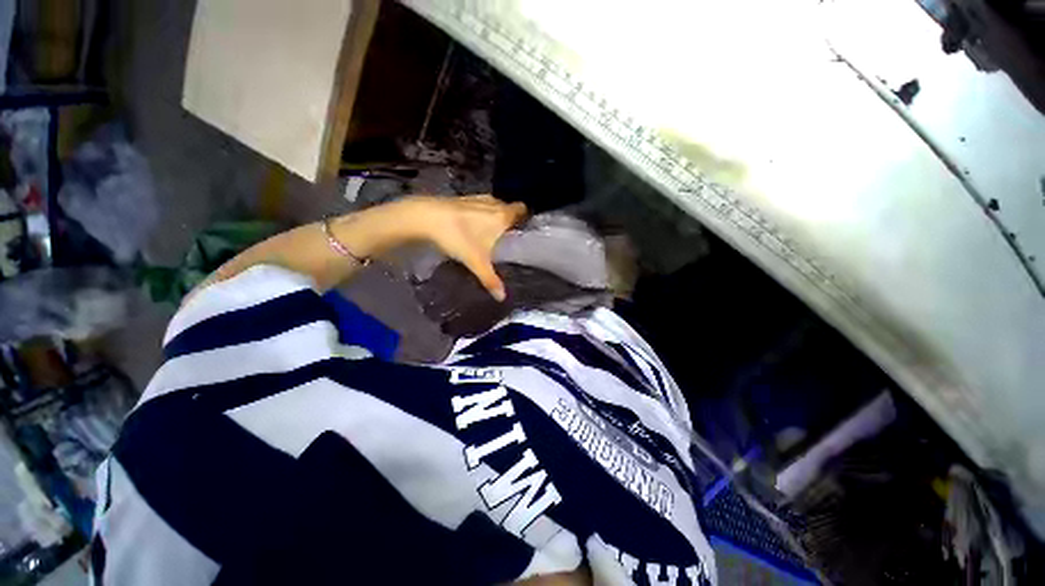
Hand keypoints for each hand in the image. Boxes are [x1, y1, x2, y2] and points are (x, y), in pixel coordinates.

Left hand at [395, 195, 527, 300]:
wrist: (425, 217)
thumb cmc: (458, 237)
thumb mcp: (476, 262)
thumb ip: (490, 280)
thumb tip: (502, 298)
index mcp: (502, 215)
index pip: (522, 209)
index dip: (524, 217)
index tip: (522, 230)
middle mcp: (492, 203)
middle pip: (507, 208)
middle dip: (509, 220)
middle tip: (507, 238)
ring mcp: (475, 199)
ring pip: (492, 206)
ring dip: (493, 216)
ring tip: (490, 234)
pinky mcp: (461, 199)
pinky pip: (478, 206)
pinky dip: (479, 214)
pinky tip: (470, 227)